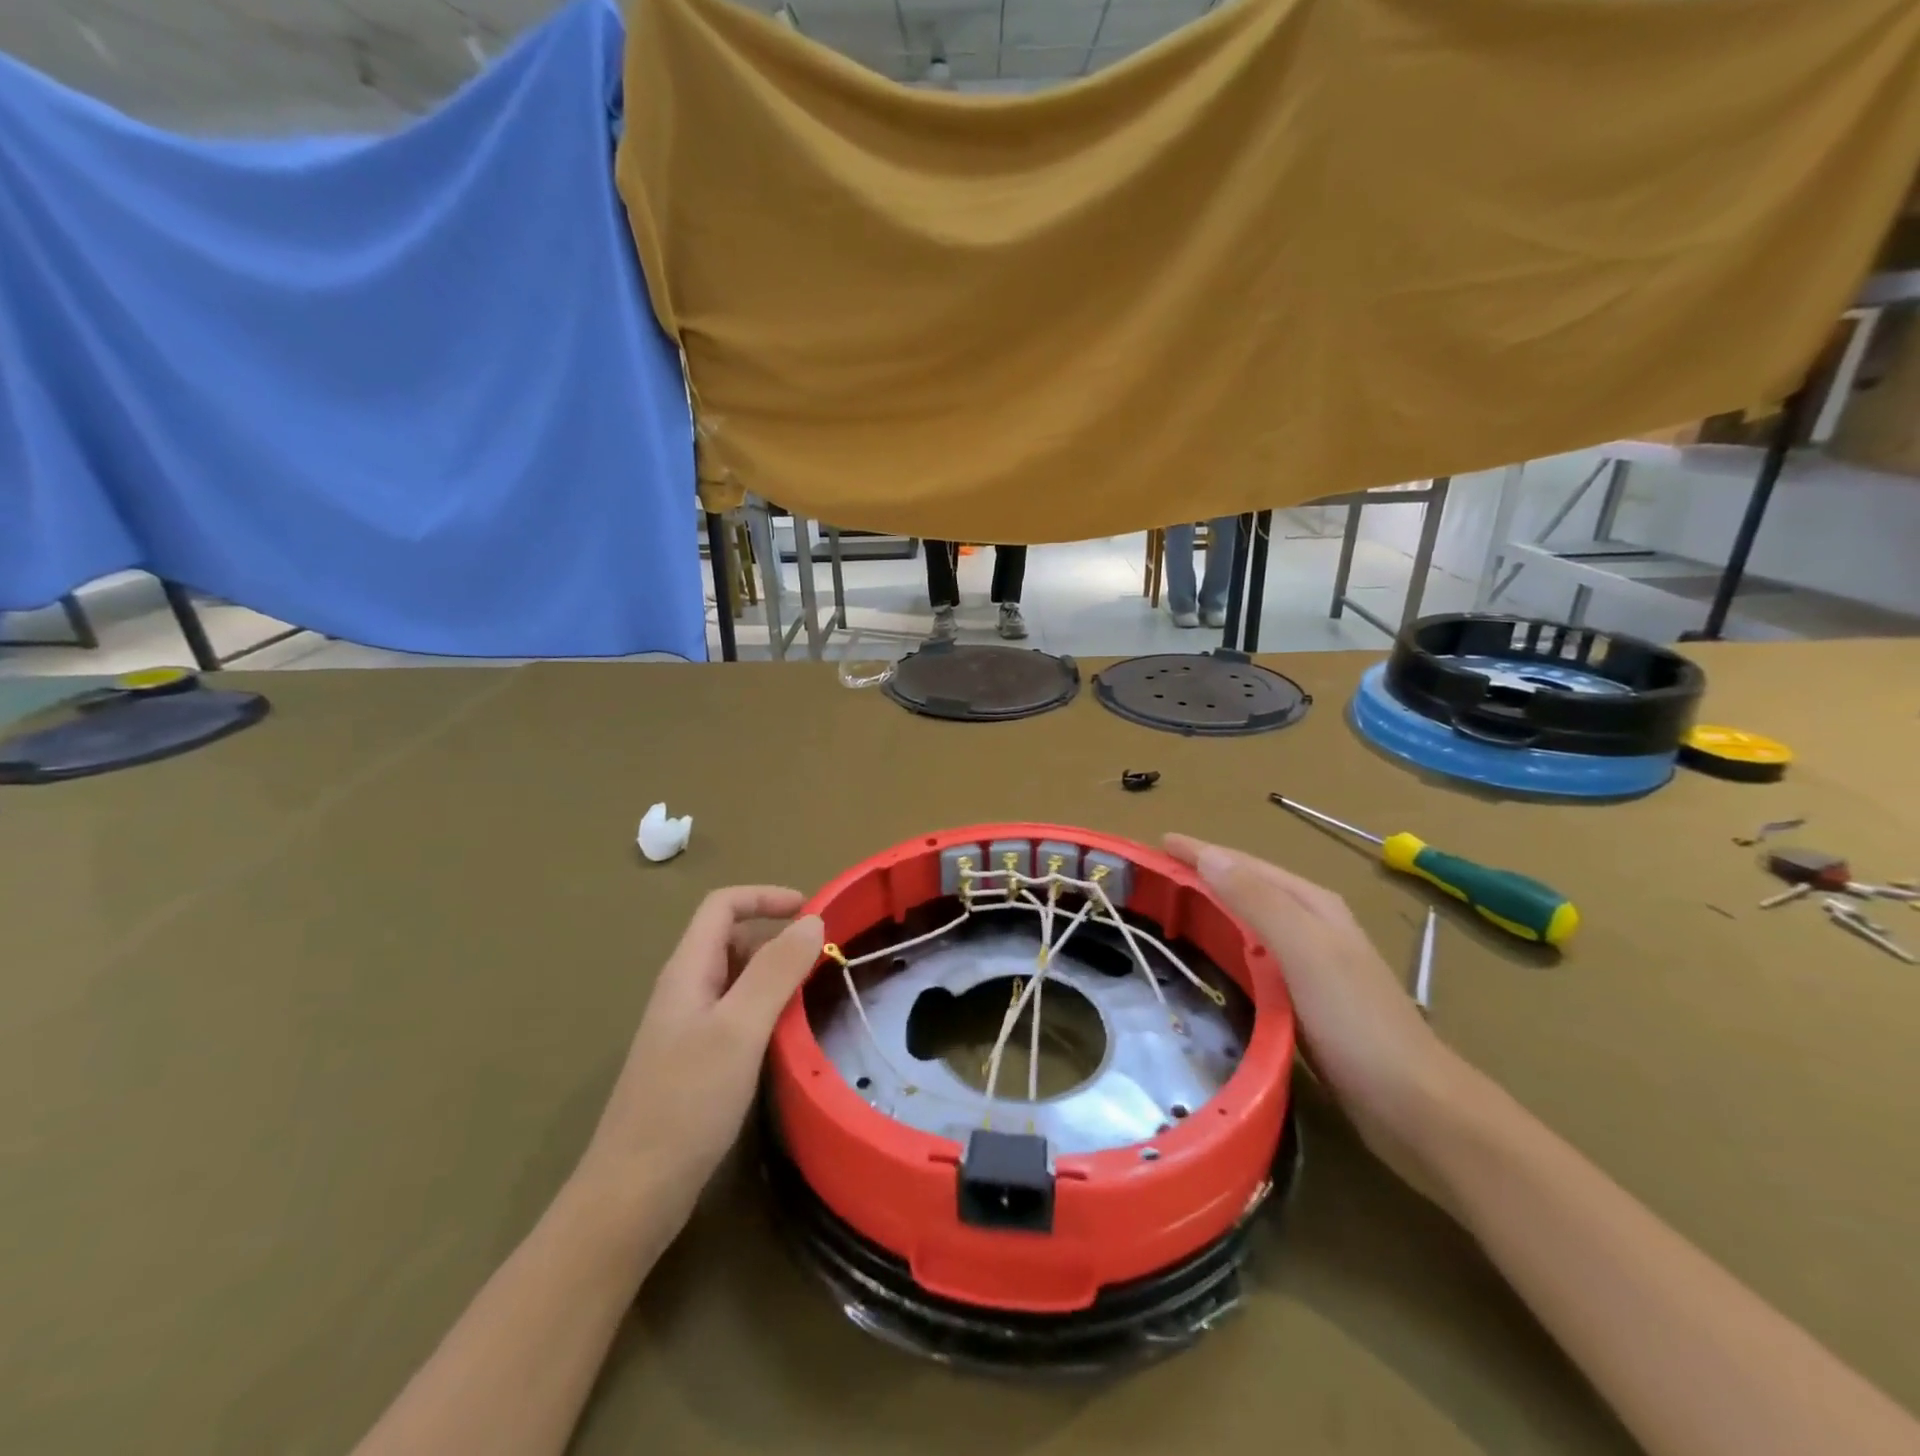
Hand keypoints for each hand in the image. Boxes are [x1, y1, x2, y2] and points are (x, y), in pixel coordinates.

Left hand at [577, 887, 824, 1236]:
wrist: (633, 1195)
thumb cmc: (686, 1102)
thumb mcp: (739, 1028)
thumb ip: (776, 970)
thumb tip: (813, 920)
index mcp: (687, 972)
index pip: (722, 906)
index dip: (766, 897)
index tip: (812, 911)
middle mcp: (685, 991)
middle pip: (731, 939)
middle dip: (777, 938)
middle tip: (822, 961)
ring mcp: (687, 1029)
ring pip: (737, 980)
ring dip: (775, 976)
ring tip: (813, 996)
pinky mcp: (695, 1062)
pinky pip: (737, 1016)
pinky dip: (767, 1011)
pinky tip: (787, 1039)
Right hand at [1164, 834, 1464, 1177]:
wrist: (1414, 1106)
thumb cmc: (1357, 1022)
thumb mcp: (1306, 951)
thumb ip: (1259, 902)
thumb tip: (1210, 856)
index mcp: (1313, 905)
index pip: (1246, 864)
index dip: (1202, 851)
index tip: (1158, 841)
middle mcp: (1313, 925)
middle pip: (1248, 886)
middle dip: (1204, 873)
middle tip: (1155, 874)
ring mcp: (1313, 963)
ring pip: (1250, 920)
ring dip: (1213, 906)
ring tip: (1172, 906)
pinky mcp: (1306, 999)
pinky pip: (1254, 955)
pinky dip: (1226, 944)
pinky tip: (1209, 957)